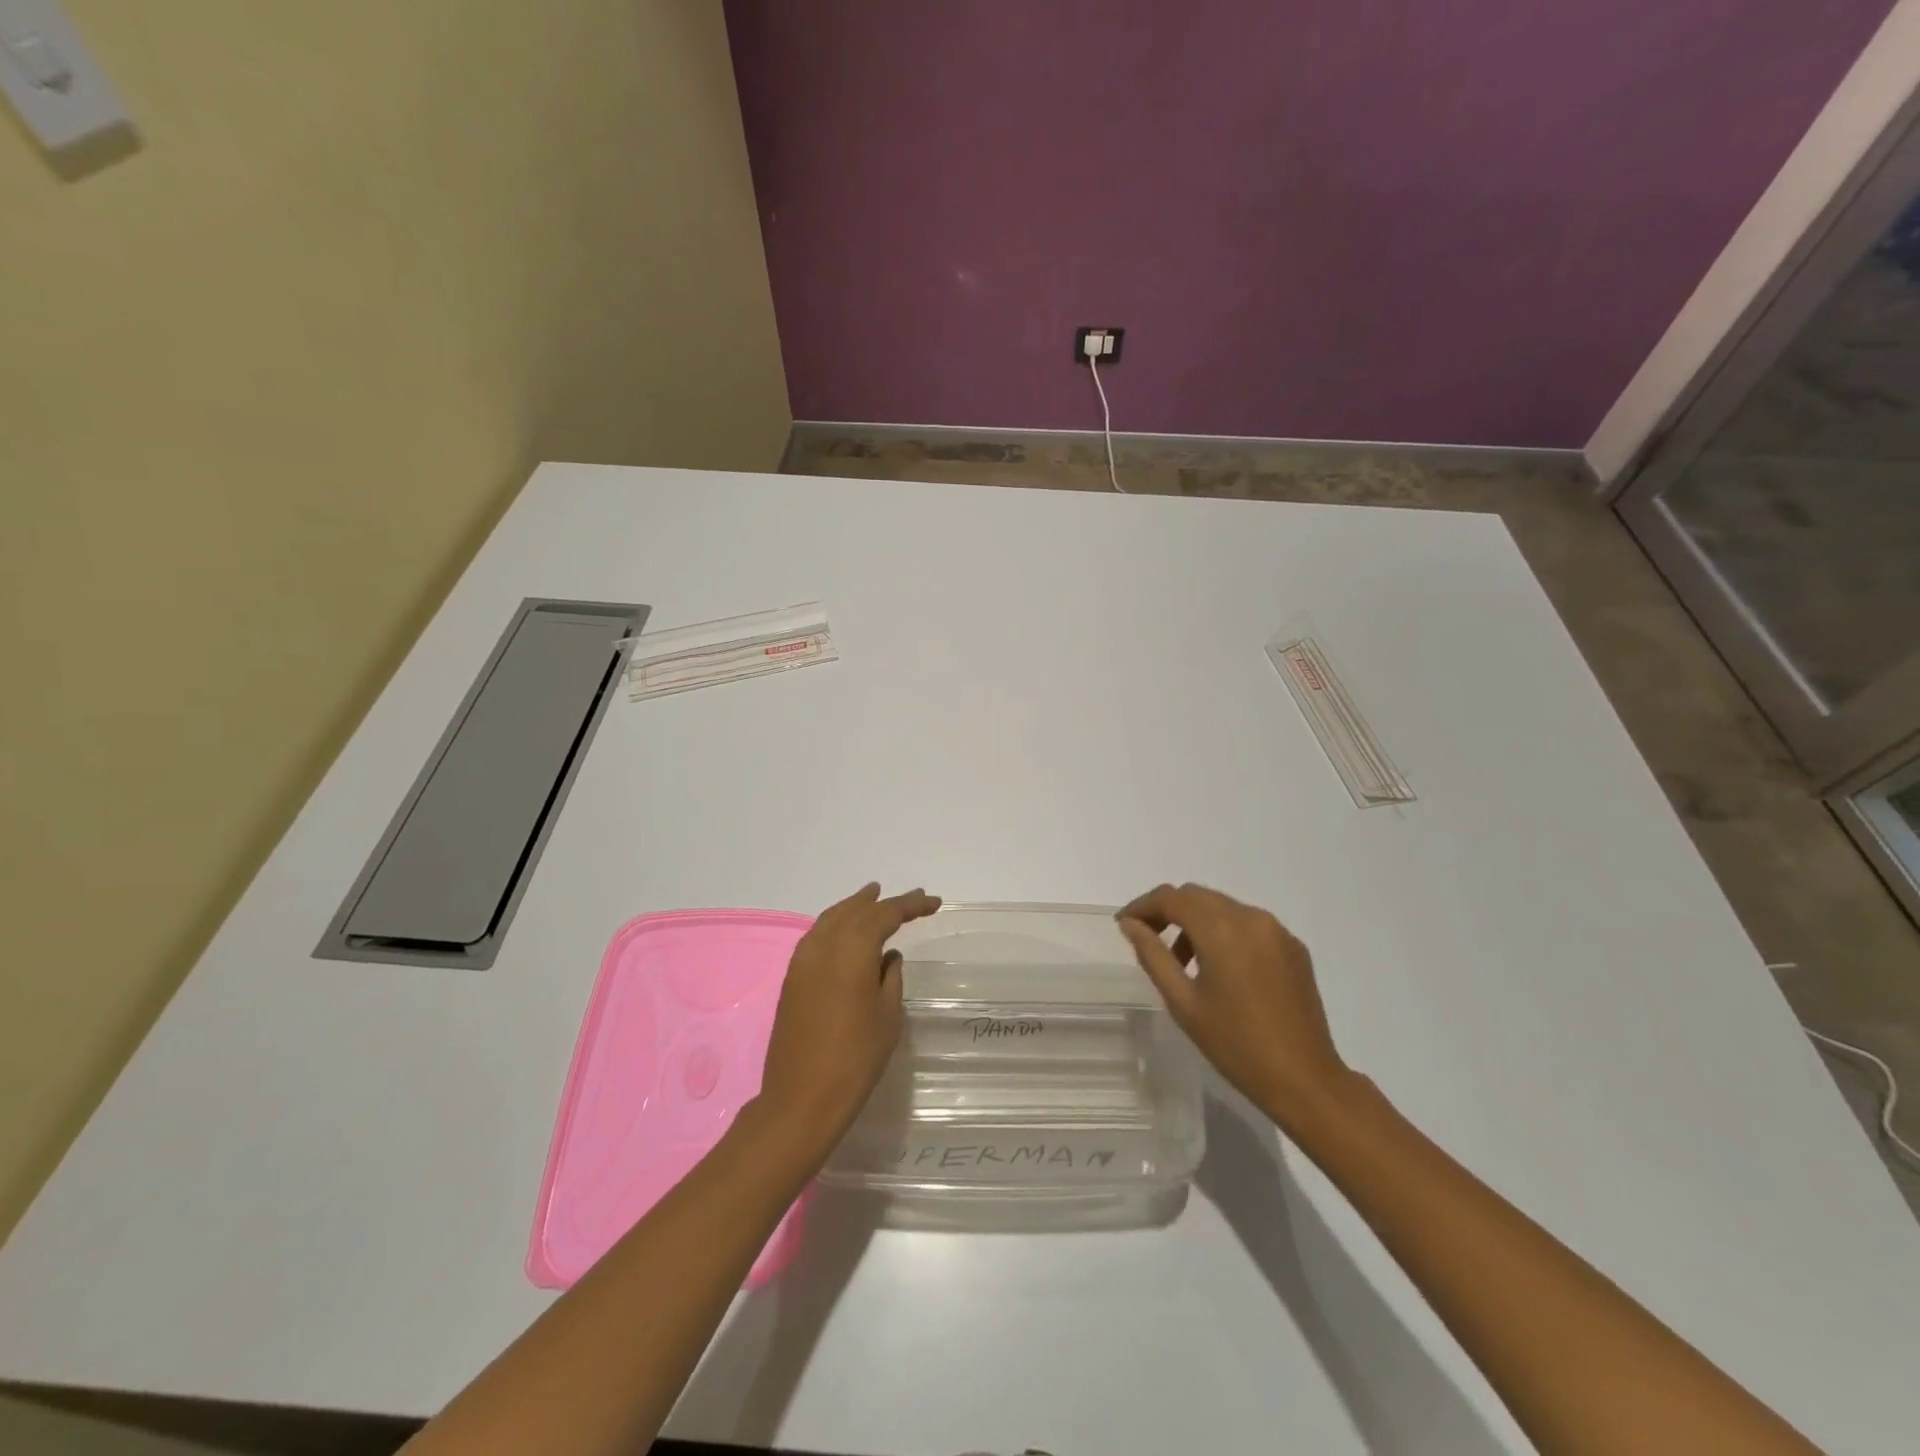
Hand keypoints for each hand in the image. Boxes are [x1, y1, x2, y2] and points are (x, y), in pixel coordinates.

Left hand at [756, 883, 941, 1156]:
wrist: (801, 1099)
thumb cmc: (855, 1058)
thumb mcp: (887, 1016)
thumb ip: (890, 977)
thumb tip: (887, 956)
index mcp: (851, 950)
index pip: (884, 915)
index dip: (910, 905)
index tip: (934, 902)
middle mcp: (823, 945)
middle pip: (855, 911)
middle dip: (882, 902)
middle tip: (909, 898)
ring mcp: (802, 961)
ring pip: (831, 919)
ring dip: (854, 907)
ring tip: (873, 897)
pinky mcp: (792, 978)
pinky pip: (817, 936)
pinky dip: (835, 924)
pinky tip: (846, 931)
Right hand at [1118, 883, 1350, 1127]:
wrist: (1304, 1079)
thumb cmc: (1235, 1044)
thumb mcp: (1182, 1002)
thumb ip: (1152, 955)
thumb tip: (1131, 924)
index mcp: (1221, 929)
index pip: (1171, 898)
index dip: (1143, 906)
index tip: (1124, 924)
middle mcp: (1251, 917)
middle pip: (1197, 896)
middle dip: (1168, 910)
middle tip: (1147, 938)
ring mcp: (1276, 930)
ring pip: (1223, 908)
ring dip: (1196, 922)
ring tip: (1183, 962)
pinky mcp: (1293, 947)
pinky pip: (1248, 924)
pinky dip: (1225, 933)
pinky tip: (1220, 969)